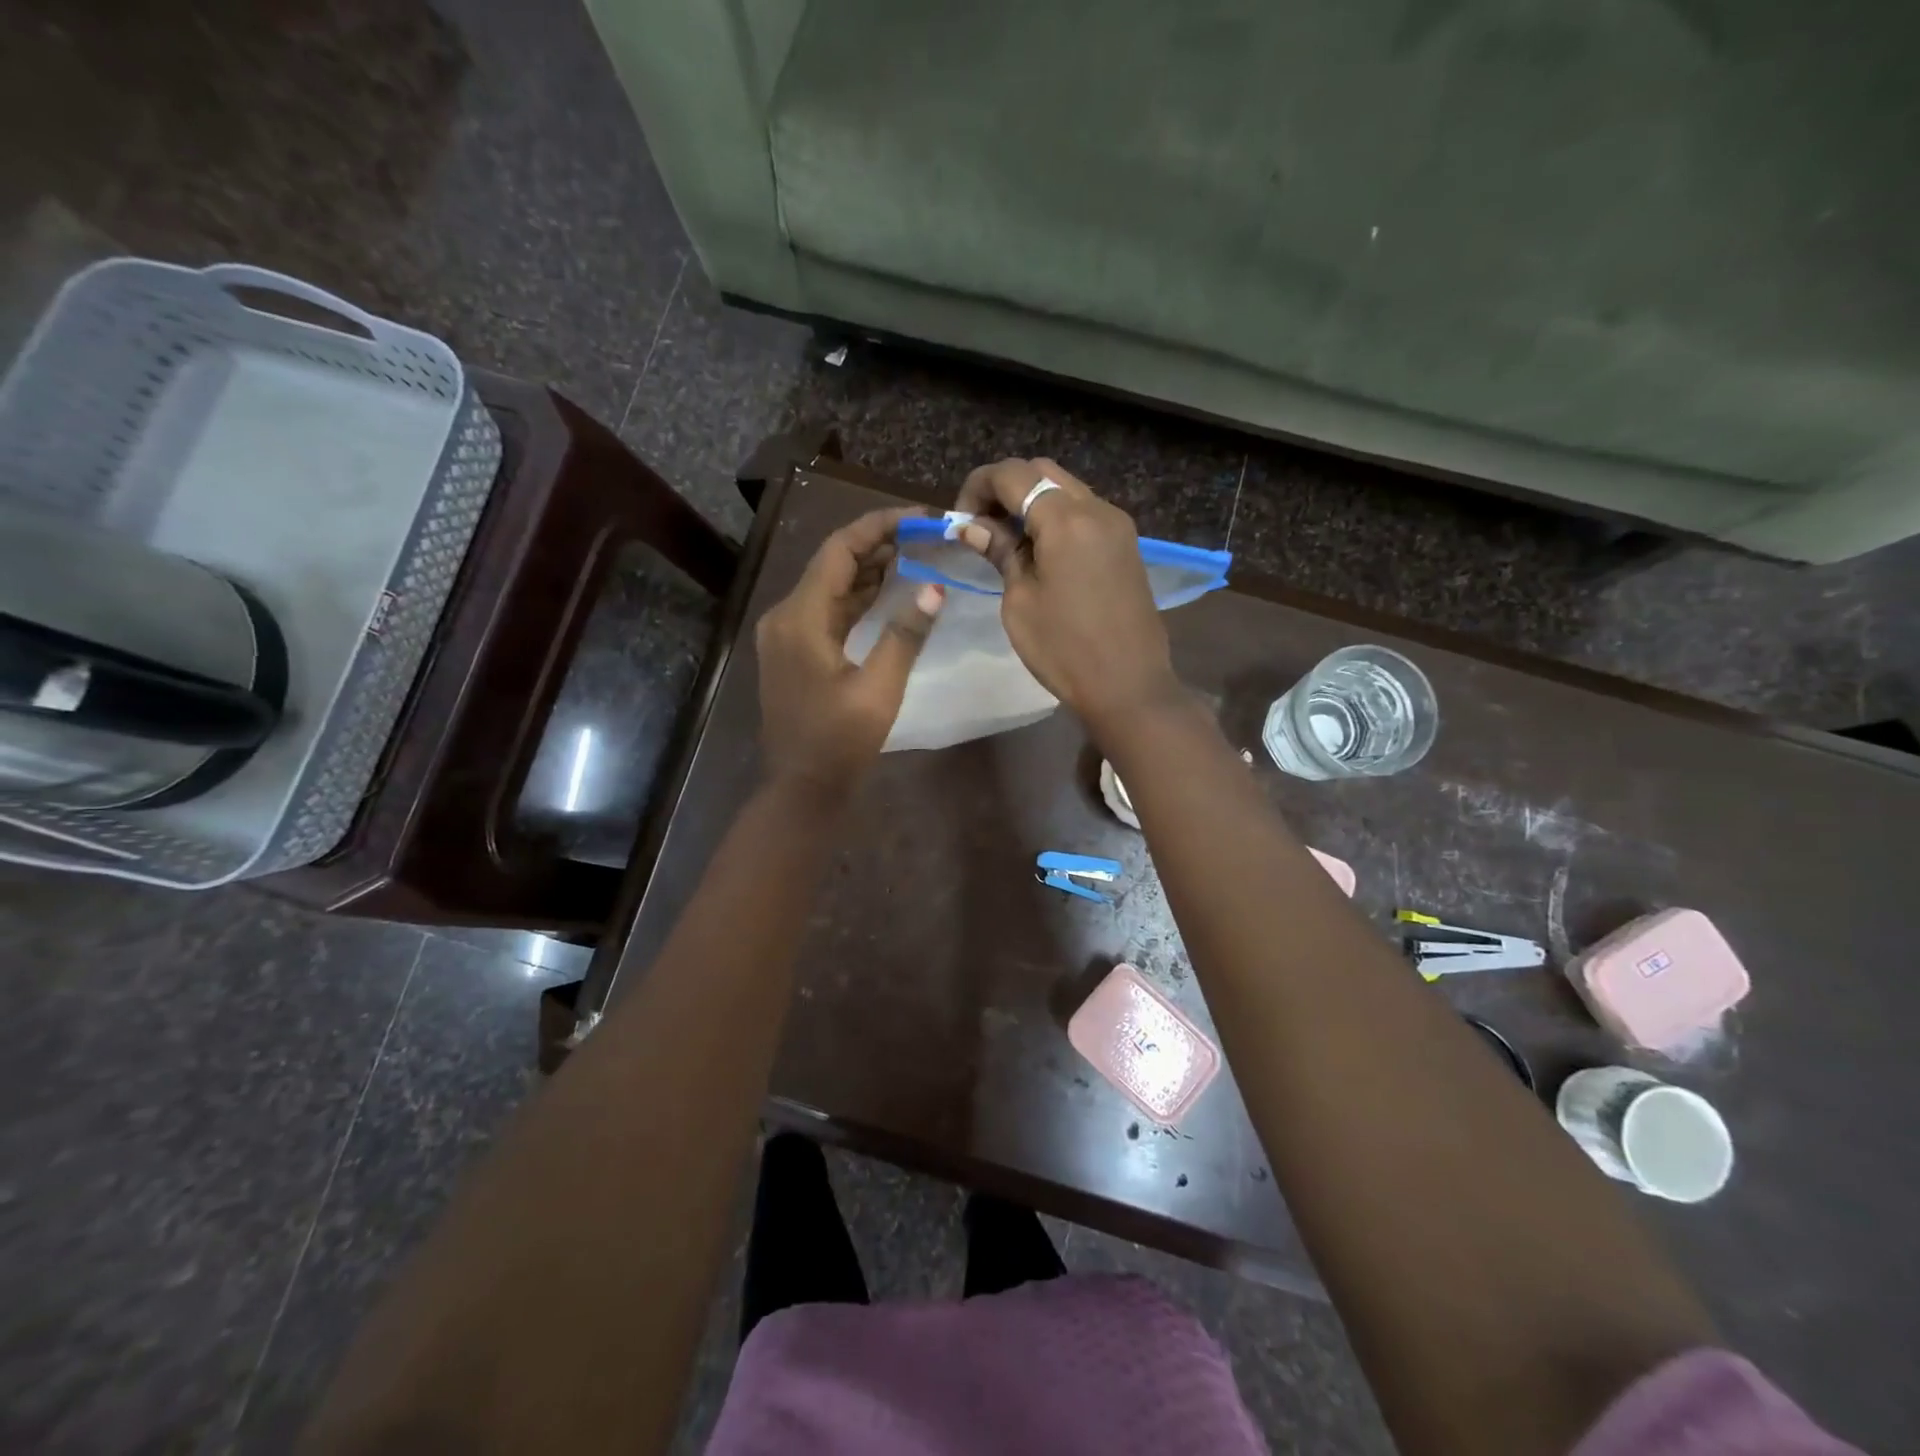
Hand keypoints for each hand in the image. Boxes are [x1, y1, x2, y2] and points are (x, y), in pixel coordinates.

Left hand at [755, 507, 943, 800]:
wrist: (802, 787)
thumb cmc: (840, 741)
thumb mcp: (879, 689)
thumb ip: (905, 634)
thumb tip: (934, 586)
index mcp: (801, 618)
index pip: (839, 551)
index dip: (878, 527)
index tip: (918, 517)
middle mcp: (786, 616)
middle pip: (832, 564)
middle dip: (876, 544)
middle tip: (923, 533)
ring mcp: (786, 634)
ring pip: (829, 587)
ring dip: (868, 569)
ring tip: (913, 552)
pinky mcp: (794, 651)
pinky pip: (826, 611)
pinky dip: (856, 598)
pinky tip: (887, 590)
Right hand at [955, 458, 1180, 727]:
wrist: (1128, 685)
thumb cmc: (1064, 649)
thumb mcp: (1020, 601)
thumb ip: (999, 552)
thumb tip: (972, 526)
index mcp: (1067, 520)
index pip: (1013, 475)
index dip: (977, 488)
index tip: (959, 522)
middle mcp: (1097, 509)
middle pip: (1041, 472)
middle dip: (1004, 490)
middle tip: (980, 527)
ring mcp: (1117, 525)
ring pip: (1065, 489)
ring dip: (1031, 502)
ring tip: (1006, 541)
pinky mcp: (1126, 544)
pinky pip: (1084, 512)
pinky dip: (1055, 517)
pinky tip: (1039, 551)